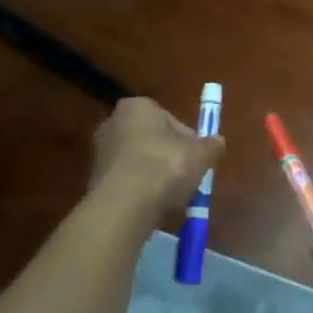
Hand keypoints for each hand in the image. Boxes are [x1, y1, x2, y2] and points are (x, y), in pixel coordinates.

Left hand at [89, 97, 223, 219]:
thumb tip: (218, 141)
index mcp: (137, 107)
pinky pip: (127, 180)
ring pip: (138, 161)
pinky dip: (140, 190)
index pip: (169, 118)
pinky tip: (152, 205)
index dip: (187, 139)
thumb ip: (211, 145)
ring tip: (171, 195)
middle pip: (152, 138)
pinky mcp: (94, 179)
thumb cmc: (164, 167)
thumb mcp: (200, 155)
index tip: (197, 157)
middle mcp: (113, 122)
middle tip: (187, 175)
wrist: (124, 206)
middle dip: (169, 156)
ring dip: (155, 174)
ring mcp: (100, 152)